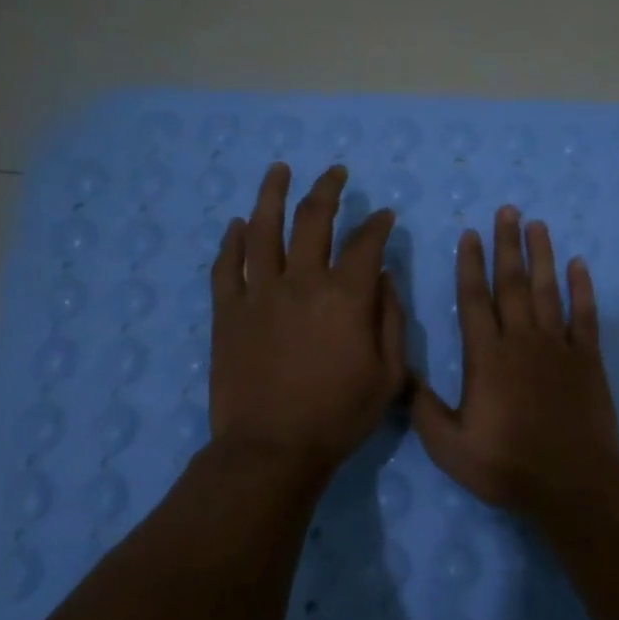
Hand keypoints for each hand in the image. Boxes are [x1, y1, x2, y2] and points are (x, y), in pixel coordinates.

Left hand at [209, 163, 407, 475]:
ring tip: (280, 170)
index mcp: (346, 297)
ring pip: (264, 230)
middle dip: (328, 190)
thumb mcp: (390, 375)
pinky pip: (227, 266)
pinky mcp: (227, 312)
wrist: (272, 449)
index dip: (378, 225)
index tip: (385, 216)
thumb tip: (384, 277)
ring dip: (273, 194)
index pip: (365, 244)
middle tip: (336, 173)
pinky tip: (238, 224)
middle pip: (313, 220)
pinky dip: (233, 241)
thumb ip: (391, 320)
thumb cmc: (339, 416)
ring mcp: (259, 294)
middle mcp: (302, 282)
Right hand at [413, 207, 618, 513]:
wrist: (573, 482)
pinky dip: (582, 288)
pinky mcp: (587, 358)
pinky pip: (585, 314)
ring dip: (541, 255)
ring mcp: (558, 346)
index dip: (470, 265)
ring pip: (547, 290)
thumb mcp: (450, 447)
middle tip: (507, 210)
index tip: (469, 234)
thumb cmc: (508, 466)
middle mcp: (521, 341)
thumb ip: (423, 408)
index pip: (474, 300)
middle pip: (511, 283)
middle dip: (507, 244)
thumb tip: (400, 374)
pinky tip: (579, 264)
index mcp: (486, 357)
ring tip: (537, 224)